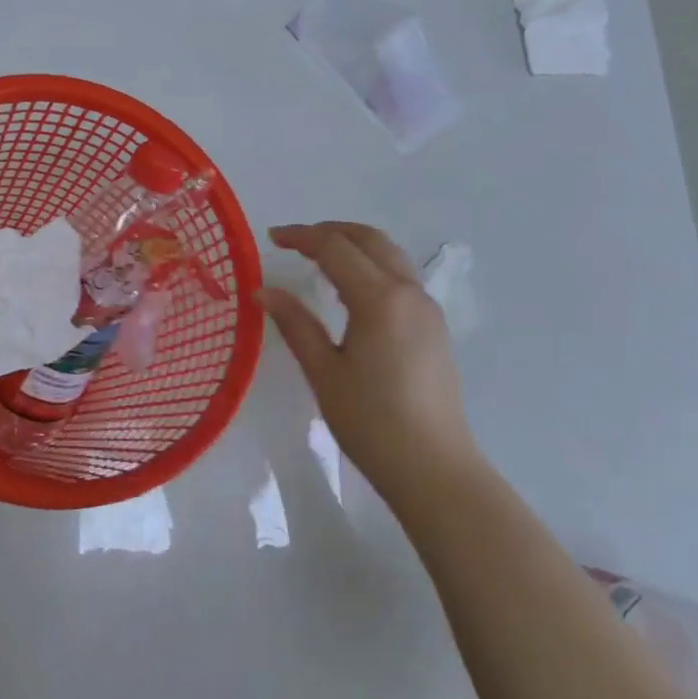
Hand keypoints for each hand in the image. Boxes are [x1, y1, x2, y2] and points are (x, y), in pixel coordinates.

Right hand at [258, 222, 479, 507]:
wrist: (433, 467)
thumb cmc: (371, 422)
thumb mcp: (324, 372)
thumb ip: (295, 323)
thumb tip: (263, 290)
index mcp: (379, 298)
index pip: (335, 248)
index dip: (301, 237)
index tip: (272, 237)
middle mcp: (408, 292)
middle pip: (369, 239)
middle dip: (331, 231)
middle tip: (295, 241)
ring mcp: (427, 308)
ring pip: (390, 255)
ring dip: (355, 244)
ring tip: (321, 257)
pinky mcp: (434, 327)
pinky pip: (400, 277)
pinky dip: (372, 265)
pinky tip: (352, 288)